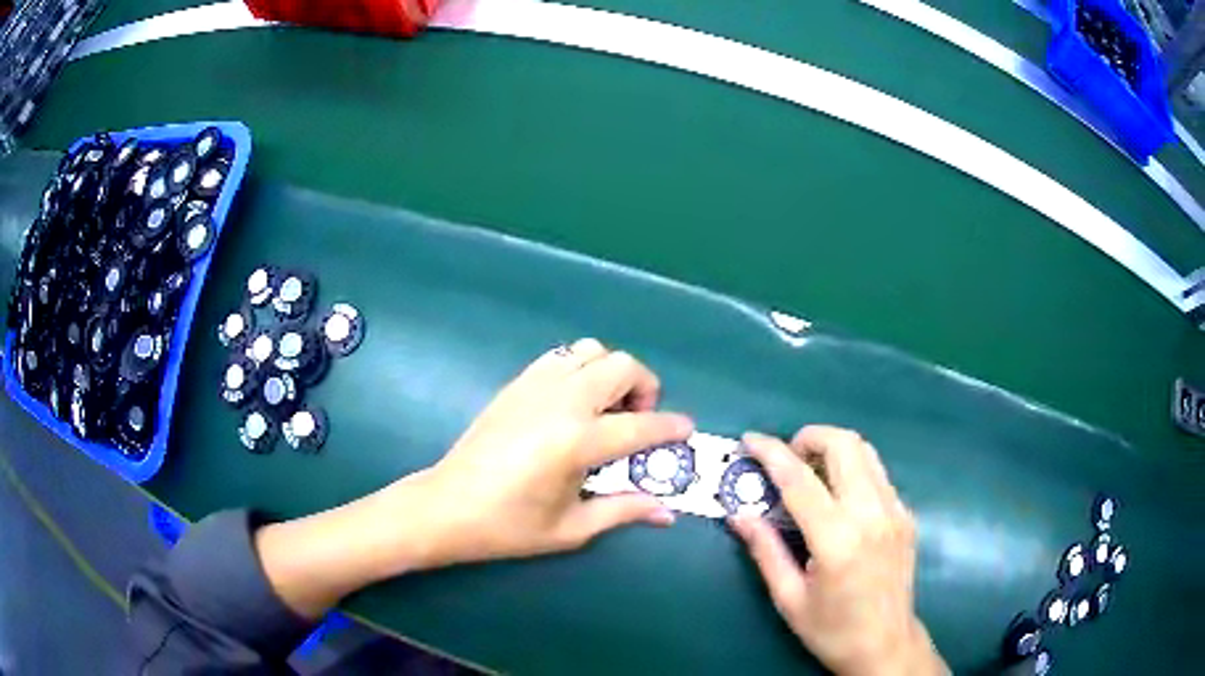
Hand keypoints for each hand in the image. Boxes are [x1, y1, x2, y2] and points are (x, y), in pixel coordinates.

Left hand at [398, 338, 692, 564]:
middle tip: (637, 422)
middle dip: (645, 389)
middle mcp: (561, 402)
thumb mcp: (572, 529)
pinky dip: (581, 368)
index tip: (686, 431)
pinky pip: (561, 356)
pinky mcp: (516, 383)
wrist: (448, 506)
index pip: (641, 425)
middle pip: (622, 366)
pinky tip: (573, 403)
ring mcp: (536, 385)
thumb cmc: (509, 526)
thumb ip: (624, 510)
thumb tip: (667, 512)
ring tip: (605, 408)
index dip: (671, 427)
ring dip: (611, 373)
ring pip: (592, 350)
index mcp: (577, 442)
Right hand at [729, 427, 947, 675]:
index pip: (800, 480)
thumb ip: (765, 550)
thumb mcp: (788, 598)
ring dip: (834, 449)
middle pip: (844, 445)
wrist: (885, 645)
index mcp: (837, 540)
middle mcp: (872, 514)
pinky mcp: (907, 515)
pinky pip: (878, 475)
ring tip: (811, 472)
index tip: (750, 439)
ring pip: (866, 452)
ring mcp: (895, 511)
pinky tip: (839, 499)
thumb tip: (738, 514)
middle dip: (810, 437)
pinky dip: (853, 470)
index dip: (771, 452)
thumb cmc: (831, 629)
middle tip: (786, 458)